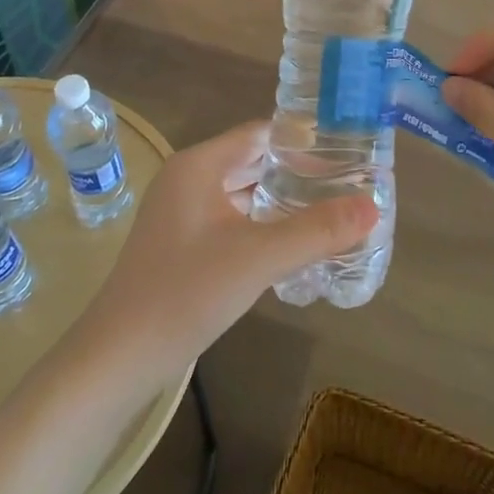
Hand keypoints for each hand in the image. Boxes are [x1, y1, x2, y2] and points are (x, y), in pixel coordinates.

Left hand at [76, 123, 375, 381]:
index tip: (347, 151)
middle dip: (298, 172)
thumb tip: (373, 206)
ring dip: (281, 201)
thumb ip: (317, 230)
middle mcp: (188, 180)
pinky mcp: (182, 245)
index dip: (303, 140)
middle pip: (252, 162)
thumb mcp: (258, 258)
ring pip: (242, 194)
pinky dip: (262, 225)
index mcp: (199, 166)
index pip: (260, 134)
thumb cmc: (186, 292)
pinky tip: (293, 244)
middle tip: (349, 182)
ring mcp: (181, 214)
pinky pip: (232, 221)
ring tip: (331, 210)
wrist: (119, 358)